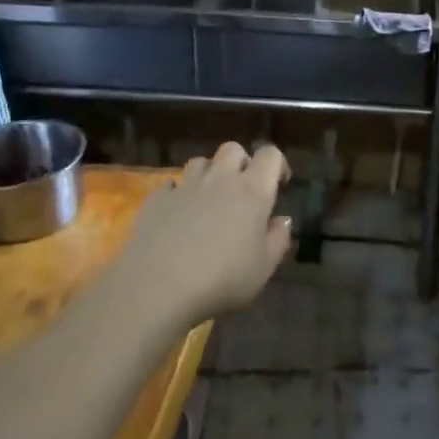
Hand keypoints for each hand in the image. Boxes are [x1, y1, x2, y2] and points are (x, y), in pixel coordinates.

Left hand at [106, 142, 291, 334]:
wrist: (158, 288)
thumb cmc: (222, 279)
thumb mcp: (263, 268)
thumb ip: (278, 239)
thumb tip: (282, 220)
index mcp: (252, 190)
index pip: (270, 155)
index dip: (277, 165)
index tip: (279, 185)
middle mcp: (220, 179)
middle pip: (233, 149)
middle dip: (242, 162)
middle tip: (244, 190)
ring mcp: (185, 186)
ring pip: (201, 162)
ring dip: (210, 175)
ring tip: (210, 200)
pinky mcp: (156, 199)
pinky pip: (172, 185)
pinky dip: (180, 194)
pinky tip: (179, 215)